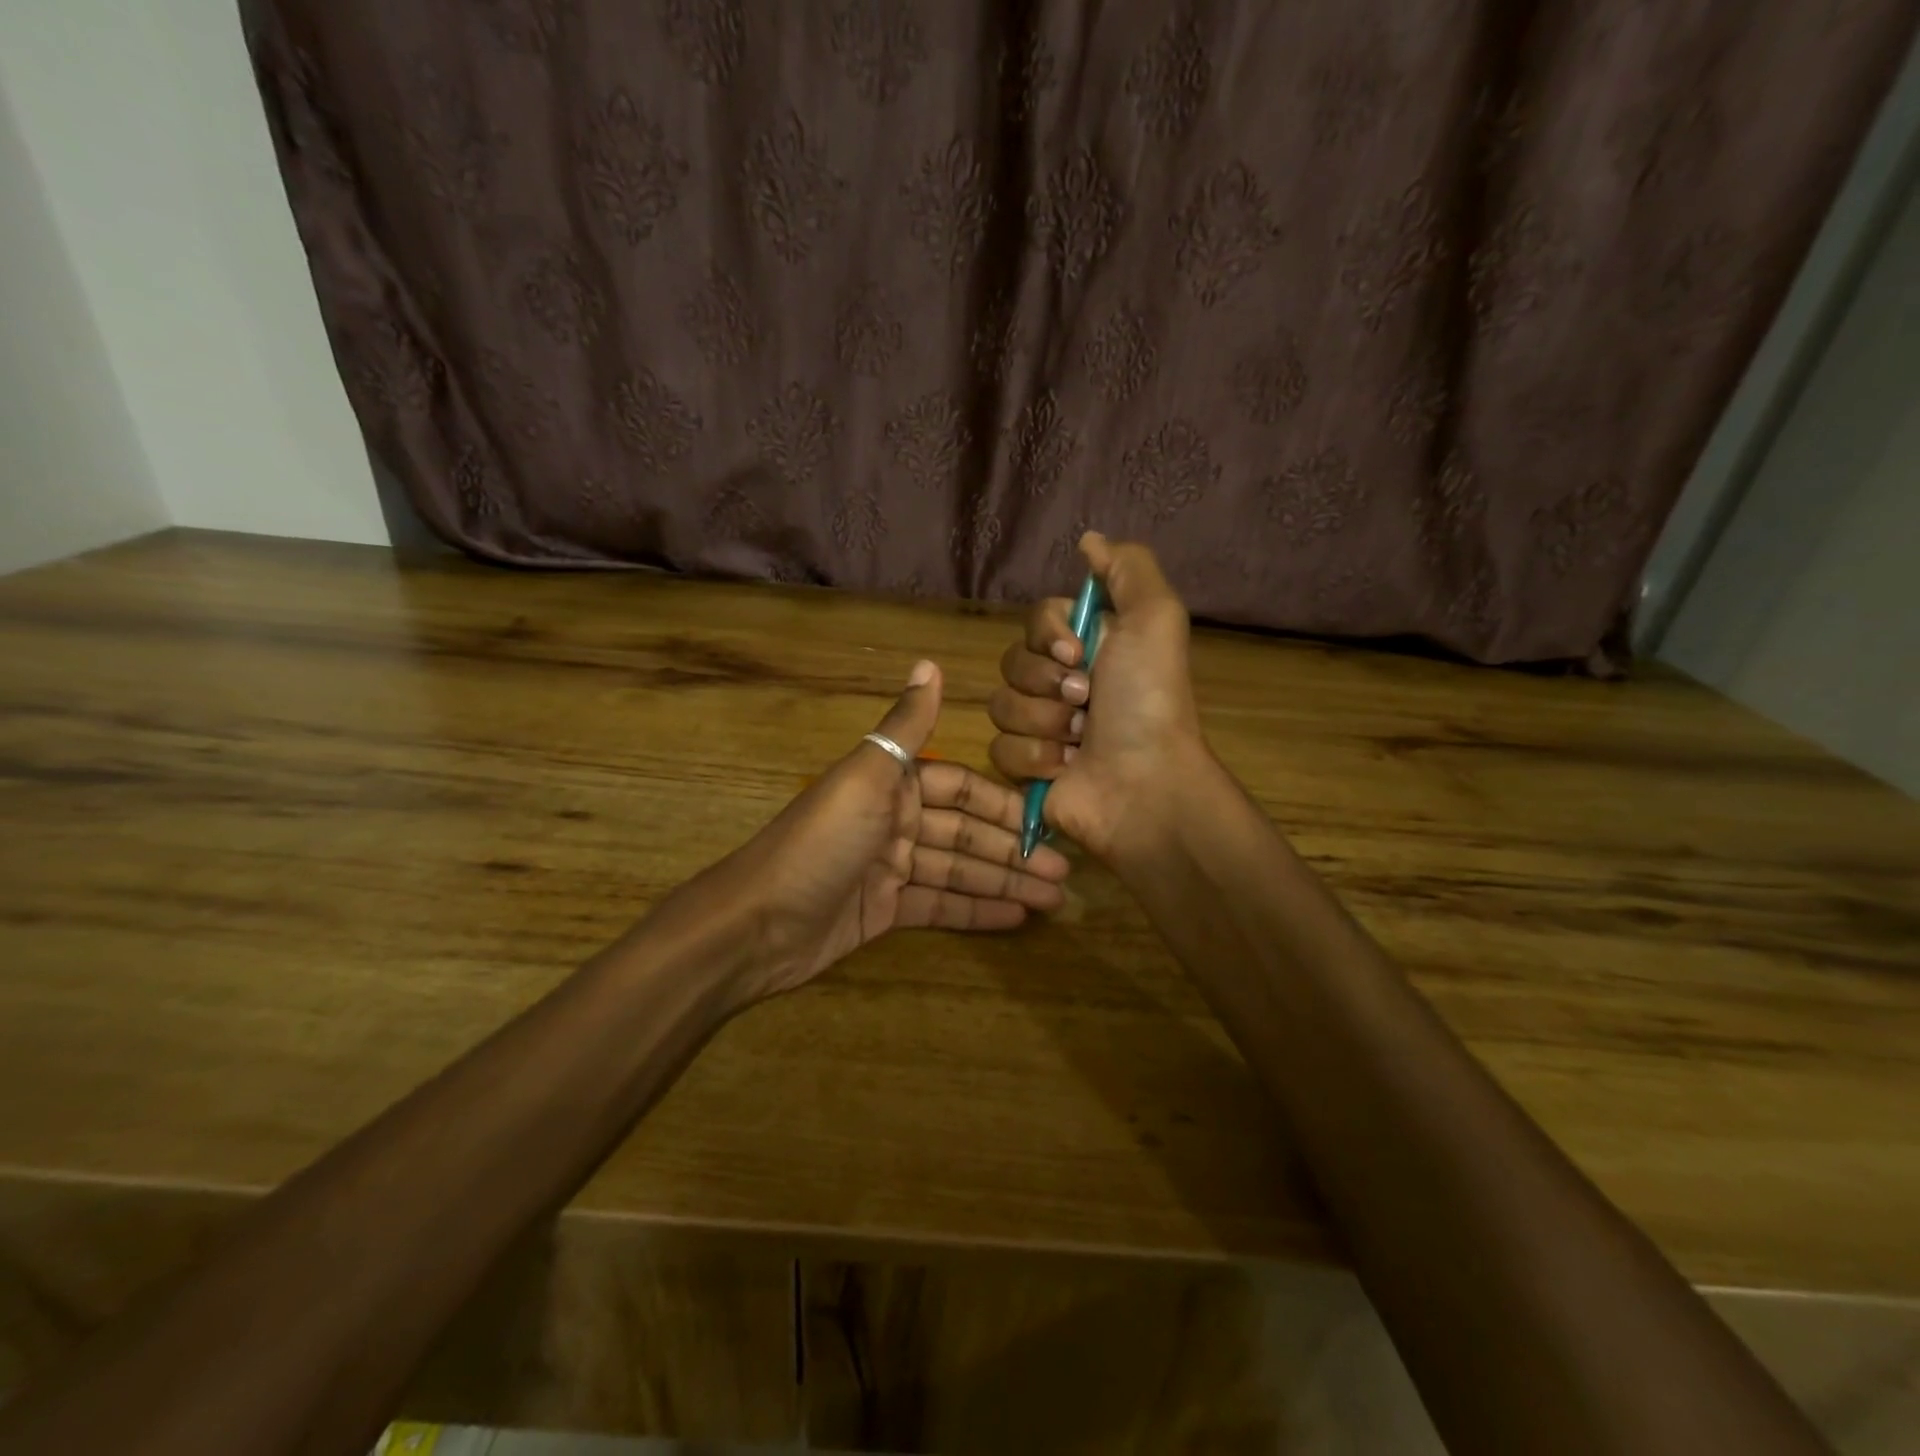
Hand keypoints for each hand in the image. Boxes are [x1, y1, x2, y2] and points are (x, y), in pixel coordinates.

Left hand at [719, 660, 1071, 1004]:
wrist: (756, 923)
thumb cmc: (820, 842)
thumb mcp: (867, 776)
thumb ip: (906, 727)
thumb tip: (930, 662)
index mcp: (893, 783)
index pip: (963, 789)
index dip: (1005, 805)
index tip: (1049, 820)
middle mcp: (896, 820)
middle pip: (966, 833)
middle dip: (1014, 851)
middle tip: (1065, 871)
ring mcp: (890, 868)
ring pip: (959, 870)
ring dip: (1004, 882)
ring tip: (1055, 899)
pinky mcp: (884, 910)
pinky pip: (939, 904)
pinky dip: (976, 909)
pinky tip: (1016, 916)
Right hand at [988, 534, 1212, 864]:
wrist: (1144, 783)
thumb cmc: (1149, 701)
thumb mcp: (1156, 618)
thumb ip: (1127, 568)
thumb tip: (1088, 540)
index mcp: (1089, 647)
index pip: (1037, 619)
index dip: (1049, 635)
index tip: (1078, 652)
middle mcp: (1062, 682)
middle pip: (1013, 662)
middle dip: (1048, 683)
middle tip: (1086, 703)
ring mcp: (1041, 727)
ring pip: (1001, 706)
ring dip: (1044, 722)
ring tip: (1079, 741)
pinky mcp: (1024, 767)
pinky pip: (999, 748)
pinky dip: (1034, 758)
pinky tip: (1065, 768)